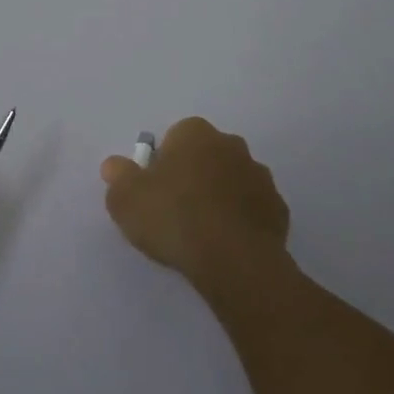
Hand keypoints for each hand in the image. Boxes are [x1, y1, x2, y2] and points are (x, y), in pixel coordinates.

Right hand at [100, 117, 290, 294]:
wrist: (234, 260)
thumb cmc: (174, 218)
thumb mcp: (126, 199)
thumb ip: (118, 177)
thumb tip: (114, 165)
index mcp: (195, 133)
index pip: (175, 137)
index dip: (163, 163)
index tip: (155, 191)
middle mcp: (231, 144)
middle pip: (206, 155)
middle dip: (194, 175)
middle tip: (176, 211)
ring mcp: (260, 176)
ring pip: (232, 180)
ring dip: (220, 197)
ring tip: (203, 232)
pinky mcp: (279, 210)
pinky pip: (253, 209)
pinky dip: (241, 221)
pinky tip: (227, 245)